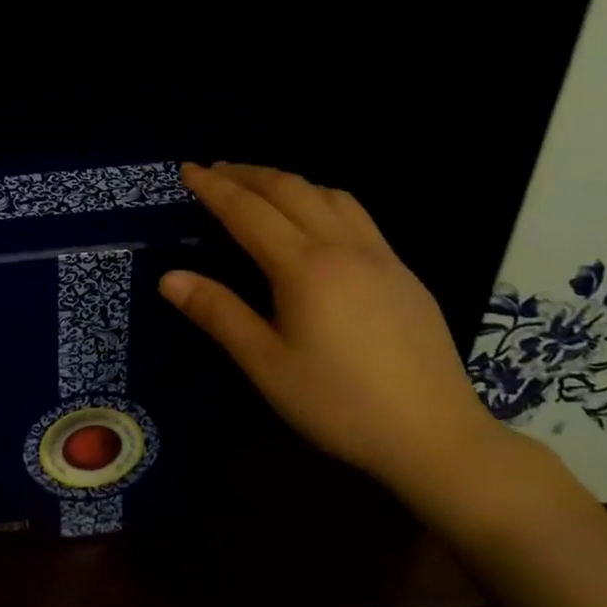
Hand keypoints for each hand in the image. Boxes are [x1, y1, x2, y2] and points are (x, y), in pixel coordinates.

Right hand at [159, 162, 502, 497]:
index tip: (187, 170)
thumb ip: (218, 314)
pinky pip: (355, 213)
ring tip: (260, 189)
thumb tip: (168, 277)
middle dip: (246, 174)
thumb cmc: (340, 404)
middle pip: (288, 188)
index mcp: (304, 267)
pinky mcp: (403, 271)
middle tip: (214, 172)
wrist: (437, 436)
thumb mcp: (267, 365)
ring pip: (328, 194)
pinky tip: (316, 221)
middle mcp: (343, 246)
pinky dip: (320, 198)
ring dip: (286, 181)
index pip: (248, 210)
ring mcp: (380, 255)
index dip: (213, 187)